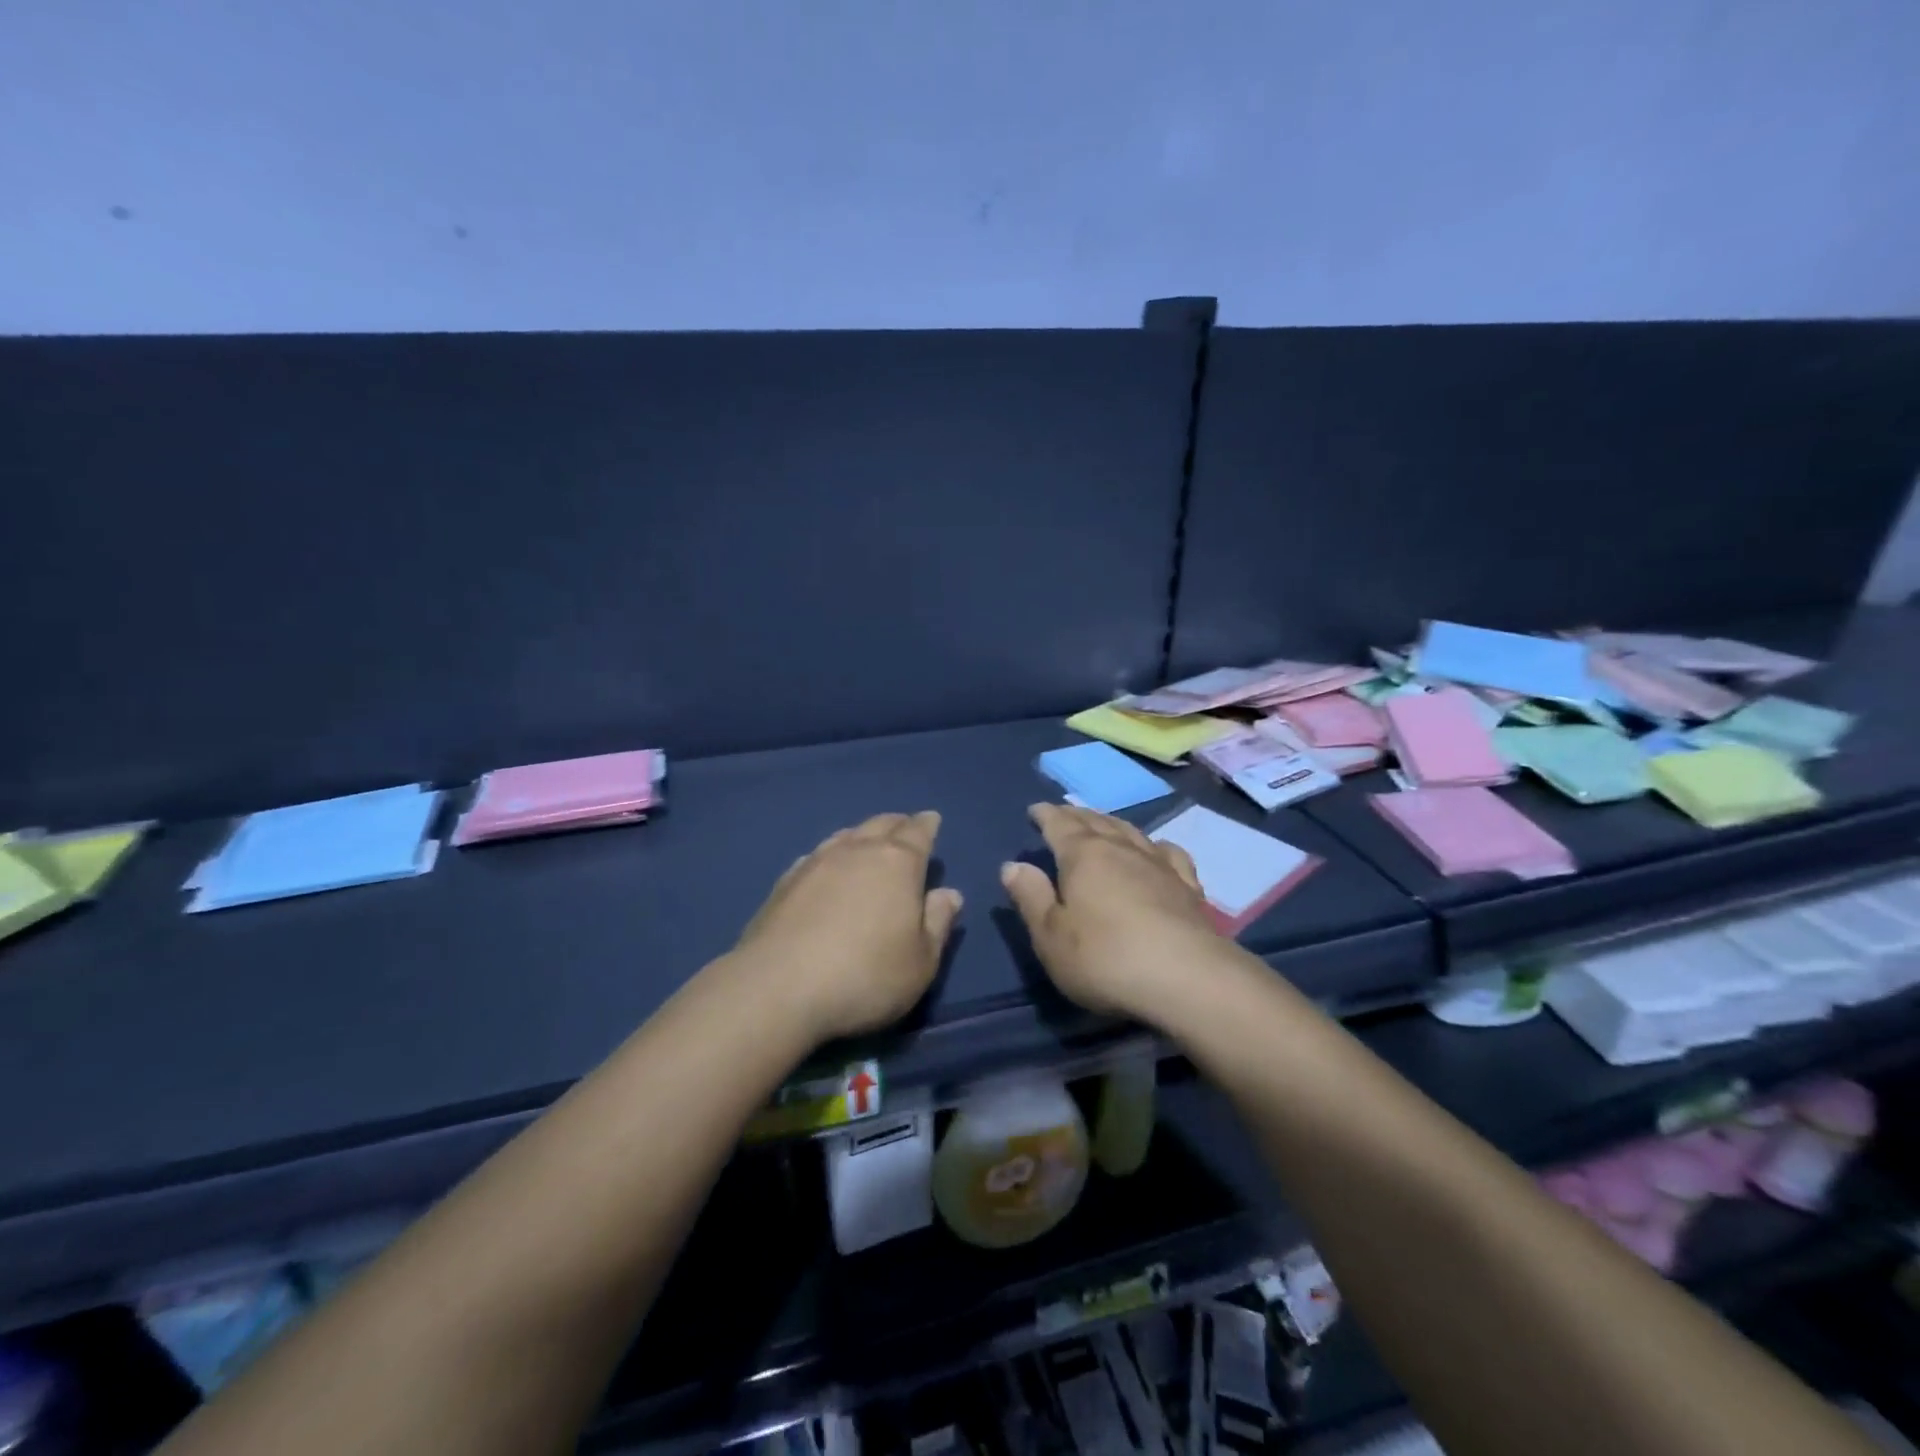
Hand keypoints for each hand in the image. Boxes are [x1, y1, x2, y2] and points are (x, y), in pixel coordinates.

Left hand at [732, 811, 961, 1044]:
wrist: (778, 988)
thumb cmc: (865, 976)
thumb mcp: (921, 962)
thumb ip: (938, 923)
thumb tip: (949, 893)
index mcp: (898, 863)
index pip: (918, 832)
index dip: (927, 825)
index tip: (932, 819)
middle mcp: (857, 851)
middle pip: (881, 825)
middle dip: (897, 824)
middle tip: (905, 827)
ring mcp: (816, 862)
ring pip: (846, 835)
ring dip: (862, 835)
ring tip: (868, 842)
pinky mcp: (785, 882)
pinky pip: (816, 855)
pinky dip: (830, 855)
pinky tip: (826, 867)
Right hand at [1000, 803, 1230, 1021]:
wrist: (1187, 978)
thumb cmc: (1105, 958)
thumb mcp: (1051, 936)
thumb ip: (1031, 897)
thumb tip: (1013, 865)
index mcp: (1083, 856)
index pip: (1059, 824)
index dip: (1045, 815)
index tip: (1035, 810)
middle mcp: (1121, 849)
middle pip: (1095, 822)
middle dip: (1076, 816)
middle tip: (1064, 813)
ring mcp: (1159, 865)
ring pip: (1131, 831)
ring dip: (1112, 824)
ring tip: (1102, 824)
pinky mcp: (1188, 887)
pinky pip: (1168, 853)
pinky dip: (1155, 846)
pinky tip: (1155, 851)